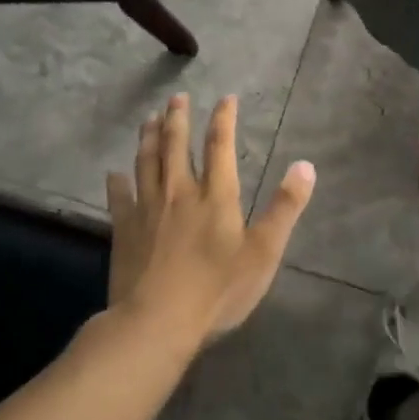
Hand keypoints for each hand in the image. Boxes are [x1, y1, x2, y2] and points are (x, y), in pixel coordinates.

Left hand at [106, 93, 315, 350]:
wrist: (156, 322)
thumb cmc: (217, 290)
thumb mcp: (263, 252)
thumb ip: (285, 208)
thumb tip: (306, 166)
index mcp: (215, 196)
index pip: (220, 145)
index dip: (223, 118)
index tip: (226, 98)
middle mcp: (179, 192)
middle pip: (176, 145)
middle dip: (178, 118)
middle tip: (177, 98)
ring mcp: (147, 209)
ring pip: (146, 162)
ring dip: (149, 137)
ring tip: (150, 119)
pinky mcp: (124, 229)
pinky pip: (118, 197)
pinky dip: (116, 182)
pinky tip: (113, 173)